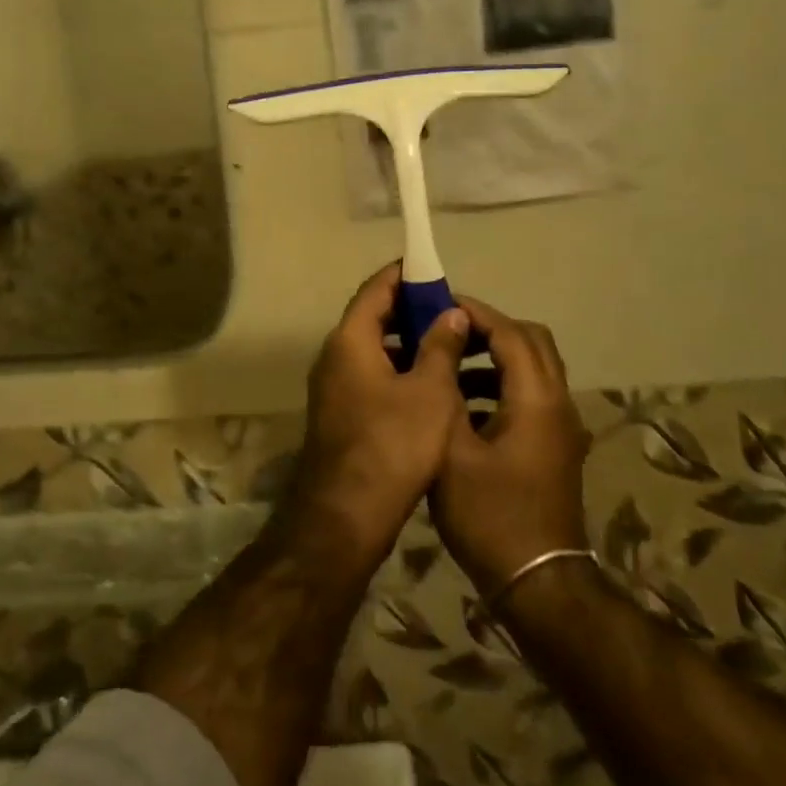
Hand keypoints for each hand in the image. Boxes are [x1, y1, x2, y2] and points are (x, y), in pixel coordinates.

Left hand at [281, 265, 475, 567]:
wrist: (346, 515)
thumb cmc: (392, 445)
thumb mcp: (429, 392)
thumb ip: (440, 347)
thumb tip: (450, 312)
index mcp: (349, 341)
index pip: (375, 289)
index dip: (404, 275)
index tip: (433, 269)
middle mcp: (334, 357)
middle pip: (372, 318)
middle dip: (411, 311)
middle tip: (451, 311)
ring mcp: (334, 388)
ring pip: (374, 351)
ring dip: (408, 344)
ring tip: (450, 346)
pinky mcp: (341, 415)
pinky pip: (371, 377)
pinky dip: (399, 371)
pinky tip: (432, 386)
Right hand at [430, 296, 590, 595]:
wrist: (537, 581)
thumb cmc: (489, 514)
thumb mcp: (452, 450)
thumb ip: (446, 392)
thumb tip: (441, 349)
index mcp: (536, 399)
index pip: (510, 332)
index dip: (475, 313)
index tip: (438, 304)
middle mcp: (558, 404)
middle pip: (532, 342)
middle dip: (490, 329)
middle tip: (447, 332)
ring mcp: (562, 427)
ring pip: (534, 370)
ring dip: (496, 358)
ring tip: (450, 367)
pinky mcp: (557, 448)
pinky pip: (532, 396)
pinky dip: (503, 386)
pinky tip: (465, 408)